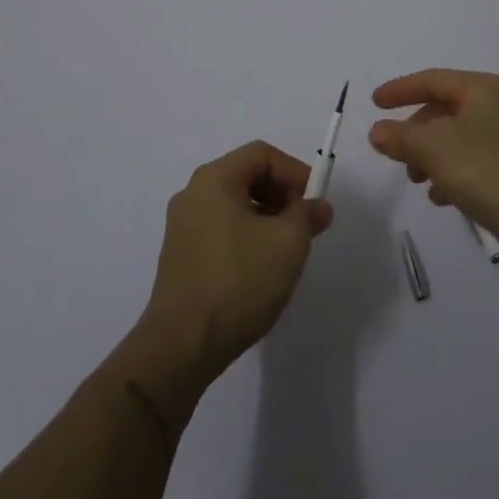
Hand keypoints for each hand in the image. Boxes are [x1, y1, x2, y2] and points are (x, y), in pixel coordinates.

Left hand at [141, 141, 334, 385]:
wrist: (182, 345)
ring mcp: (182, 226)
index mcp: (214, 179)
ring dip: (267, 218)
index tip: (314, 201)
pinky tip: (261, 268)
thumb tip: (318, 207)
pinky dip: (247, 236)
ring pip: (235, 205)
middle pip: (247, 176)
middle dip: (282, 195)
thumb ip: (308, 215)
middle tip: (304, 225)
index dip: (294, 170)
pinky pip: (221, 229)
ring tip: (287, 250)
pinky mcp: (180, 256)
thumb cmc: (238, 281)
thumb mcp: (288, 242)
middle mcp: (193, 194)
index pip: (262, 154)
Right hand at [369, 69, 498, 265]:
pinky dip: (450, 174)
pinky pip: (470, 163)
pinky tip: (442, 198)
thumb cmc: (486, 169)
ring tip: (417, 180)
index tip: (374, 103)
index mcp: (481, 89)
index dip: (400, 89)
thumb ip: (400, 136)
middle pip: (443, 110)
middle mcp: (496, 107)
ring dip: (430, 156)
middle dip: (415, 131)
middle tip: (395, 151)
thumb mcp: (433, 148)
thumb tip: (378, 131)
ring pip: (454, 139)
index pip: (432, 80)